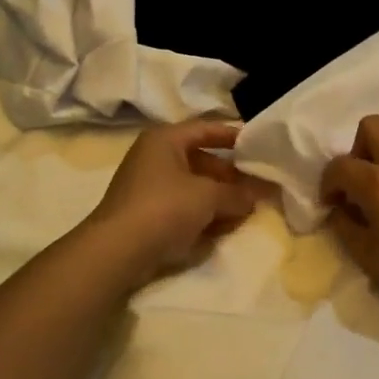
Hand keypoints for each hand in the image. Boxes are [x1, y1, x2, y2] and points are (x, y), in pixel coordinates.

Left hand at [81, 120, 271, 286]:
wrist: (118, 250)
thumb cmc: (164, 207)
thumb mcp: (208, 197)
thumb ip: (236, 194)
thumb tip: (254, 196)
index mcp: (165, 139)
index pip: (206, 129)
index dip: (234, 135)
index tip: (260, 144)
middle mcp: (155, 157)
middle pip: (202, 160)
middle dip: (231, 175)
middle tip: (259, 185)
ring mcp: (149, 187)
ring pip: (194, 186)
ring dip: (220, 197)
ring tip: (248, 208)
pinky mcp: (148, 214)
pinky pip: (183, 207)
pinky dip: (203, 214)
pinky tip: (225, 226)